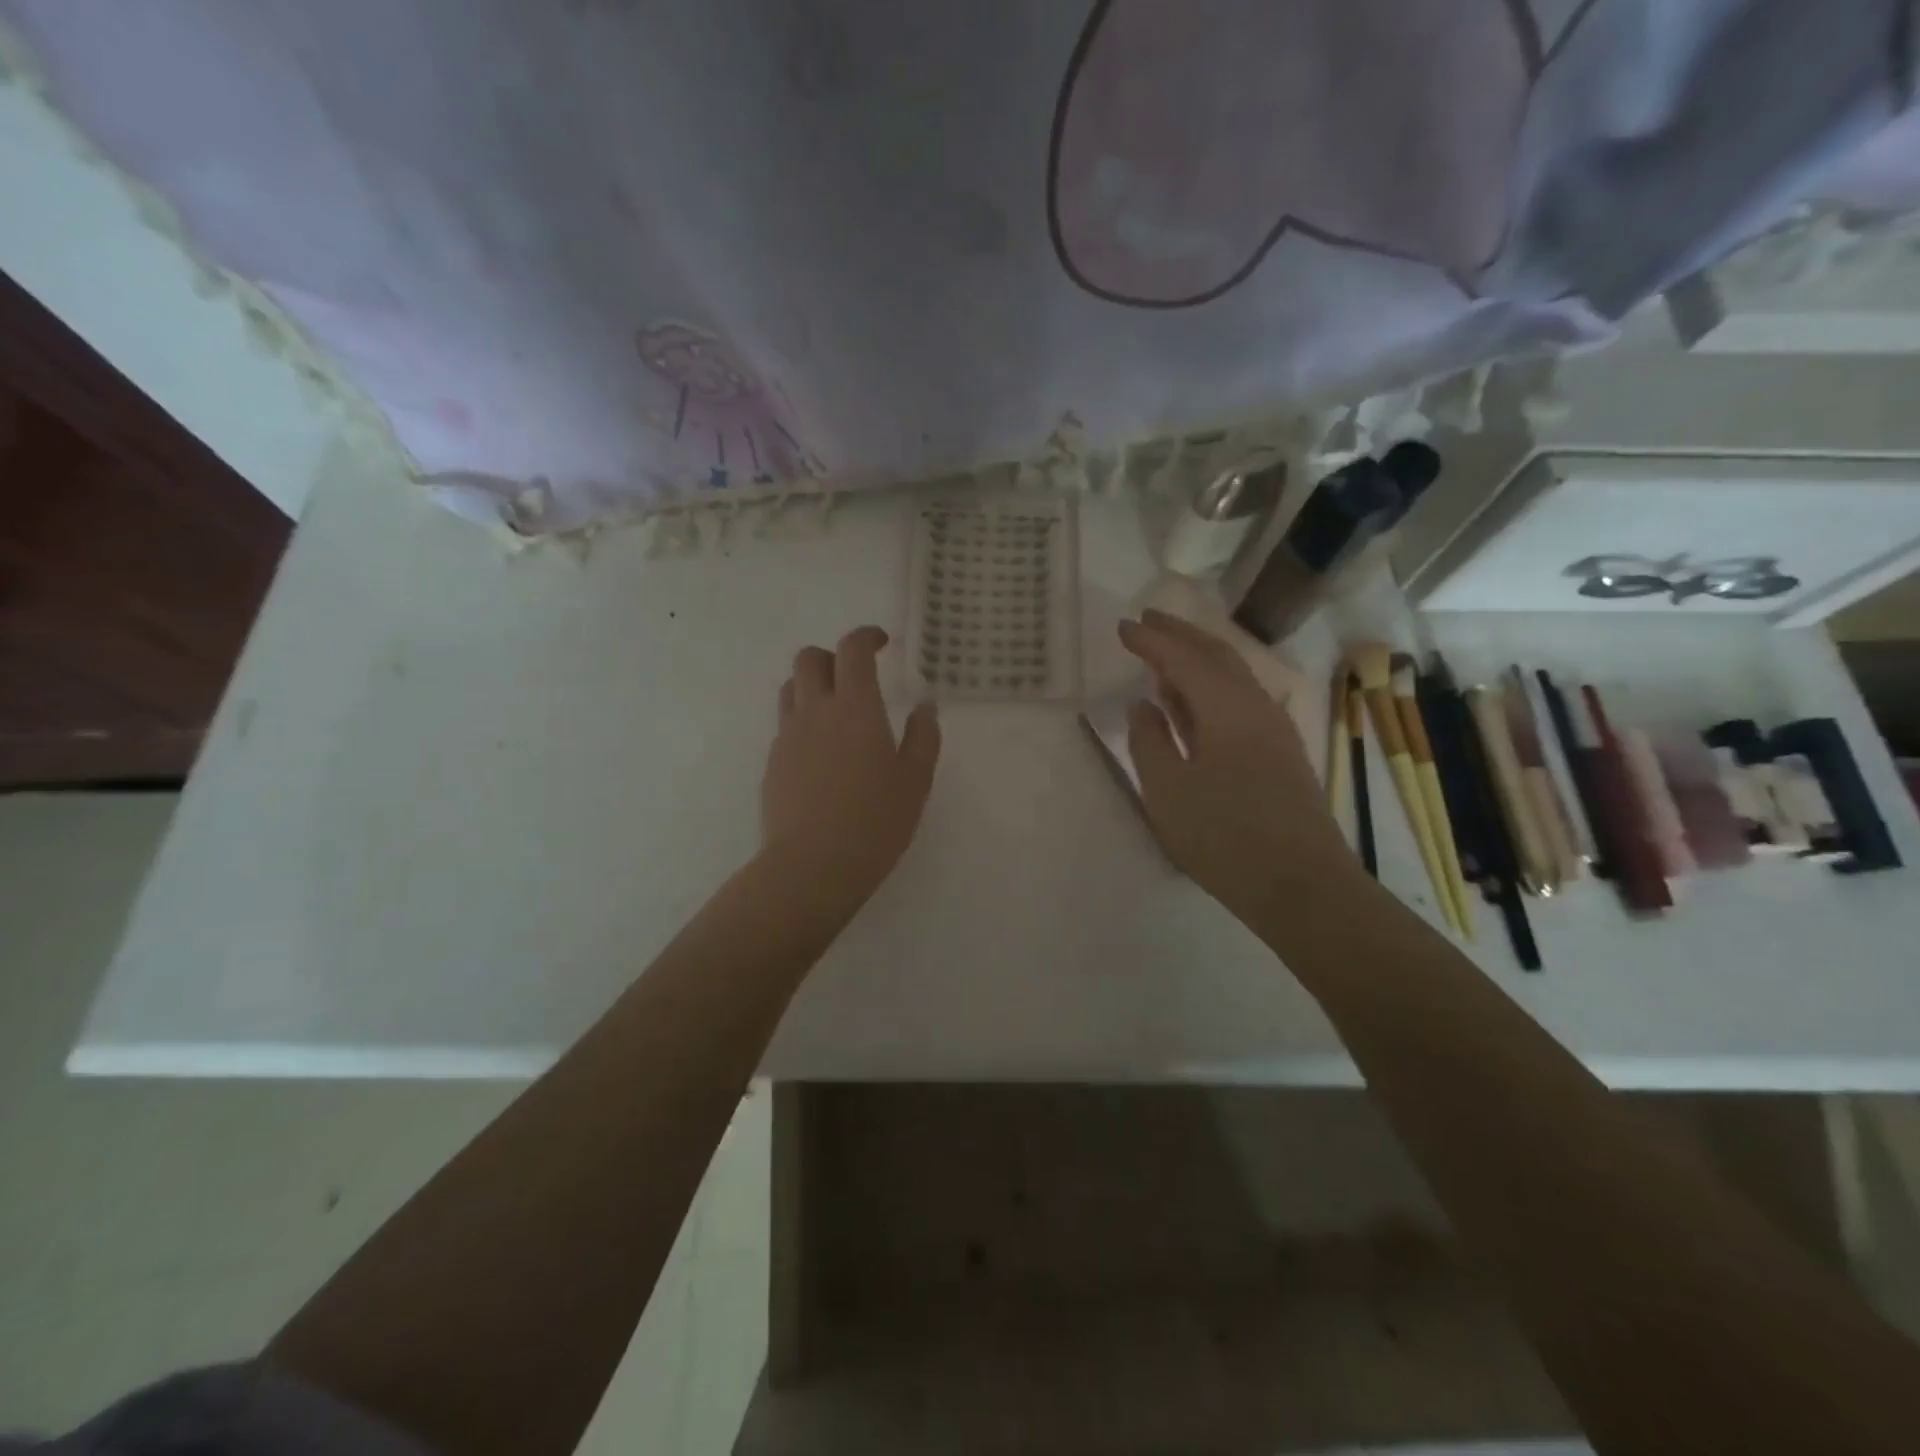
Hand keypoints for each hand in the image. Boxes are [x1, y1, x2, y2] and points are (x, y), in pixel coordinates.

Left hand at [762, 626, 941, 911]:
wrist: (811, 867)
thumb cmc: (874, 823)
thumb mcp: (915, 781)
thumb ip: (923, 737)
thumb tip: (924, 707)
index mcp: (855, 708)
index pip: (853, 650)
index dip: (867, 636)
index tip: (882, 643)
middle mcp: (815, 712)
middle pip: (809, 659)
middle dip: (833, 657)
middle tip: (856, 677)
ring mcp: (788, 737)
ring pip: (790, 690)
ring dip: (812, 686)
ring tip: (836, 712)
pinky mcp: (773, 764)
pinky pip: (785, 726)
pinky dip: (803, 722)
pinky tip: (822, 756)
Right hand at [1120, 609, 1352, 926]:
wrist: (1302, 886)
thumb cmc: (1225, 837)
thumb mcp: (1168, 791)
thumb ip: (1149, 741)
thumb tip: (1144, 705)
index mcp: (1227, 708)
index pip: (1183, 659)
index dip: (1151, 640)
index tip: (1123, 626)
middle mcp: (1256, 707)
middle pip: (1217, 655)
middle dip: (1181, 634)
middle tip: (1148, 620)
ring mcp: (1274, 730)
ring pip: (1234, 677)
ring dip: (1198, 659)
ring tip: (1167, 657)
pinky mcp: (1280, 754)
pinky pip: (1241, 701)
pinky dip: (1212, 689)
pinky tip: (1196, 705)